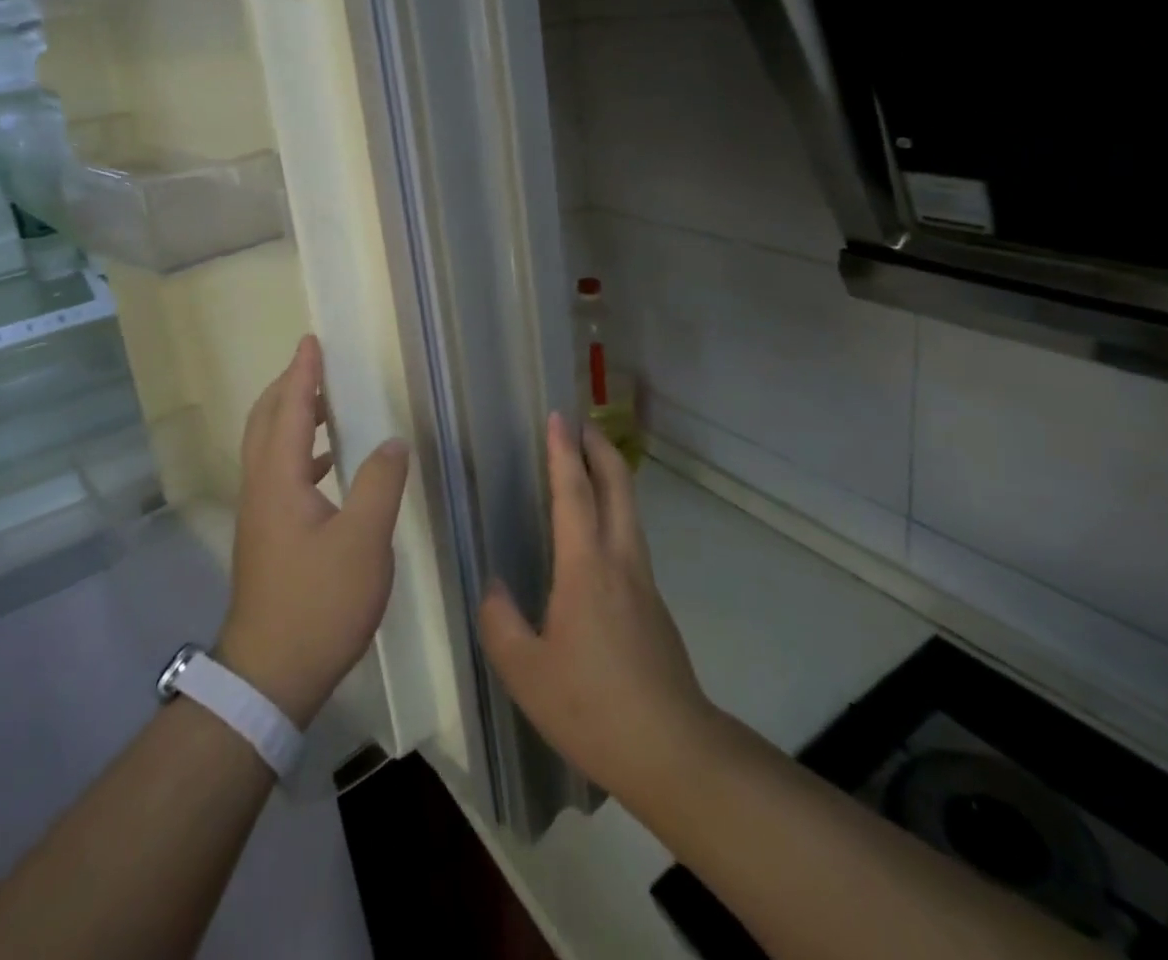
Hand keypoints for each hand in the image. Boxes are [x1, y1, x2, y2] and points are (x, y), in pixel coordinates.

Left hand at [218, 336, 409, 727]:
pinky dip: (299, 452)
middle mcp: (261, 489)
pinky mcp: (267, 537)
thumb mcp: (363, 541)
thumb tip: (391, 441)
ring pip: (268, 449)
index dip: (301, 374)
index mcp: (278, 480)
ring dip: (291, 419)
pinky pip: (278, 473)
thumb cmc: (318, 603)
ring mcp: (260, 515)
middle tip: (314, 367)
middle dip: (287, 389)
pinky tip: (328, 467)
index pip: (288, 410)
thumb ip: (379, 483)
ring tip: (325, 407)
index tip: (310, 341)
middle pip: (265, 423)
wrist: (269, 676)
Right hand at [479, 414, 715, 800]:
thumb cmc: (592, 707)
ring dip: (611, 478)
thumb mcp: (526, 672)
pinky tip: (596, 539)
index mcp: (586, 568)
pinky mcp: (654, 605)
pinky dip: (615, 514)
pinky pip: (631, 541)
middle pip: (618, 487)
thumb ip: (501, 622)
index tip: (558, 417)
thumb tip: (494, 588)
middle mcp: (620, 561)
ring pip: (630, 512)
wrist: (673, 750)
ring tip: (588, 467)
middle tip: (582, 424)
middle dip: (601, 448)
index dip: (564, 452)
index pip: (574, 493)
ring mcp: (644, 582)